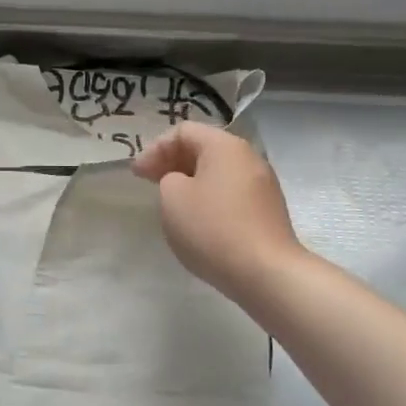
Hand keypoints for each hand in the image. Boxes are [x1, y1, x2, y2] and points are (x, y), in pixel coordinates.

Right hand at [133, 123, 303, 298]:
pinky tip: (197, 220)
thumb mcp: (172, 197)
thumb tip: (182, 182)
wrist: (266, 273)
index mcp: (225, 146)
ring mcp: (263, 185)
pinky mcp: (268, 211)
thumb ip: (168, 179)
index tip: (137, 174)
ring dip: (190, 181)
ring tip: (171, 202)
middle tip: (149, 182)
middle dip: (172, 162)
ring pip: (218, 172)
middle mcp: (249, 157)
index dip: (154, 148)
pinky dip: (209, 198)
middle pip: (203, 148)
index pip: (183, 131)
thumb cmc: (212, 228)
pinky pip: (231, 193)